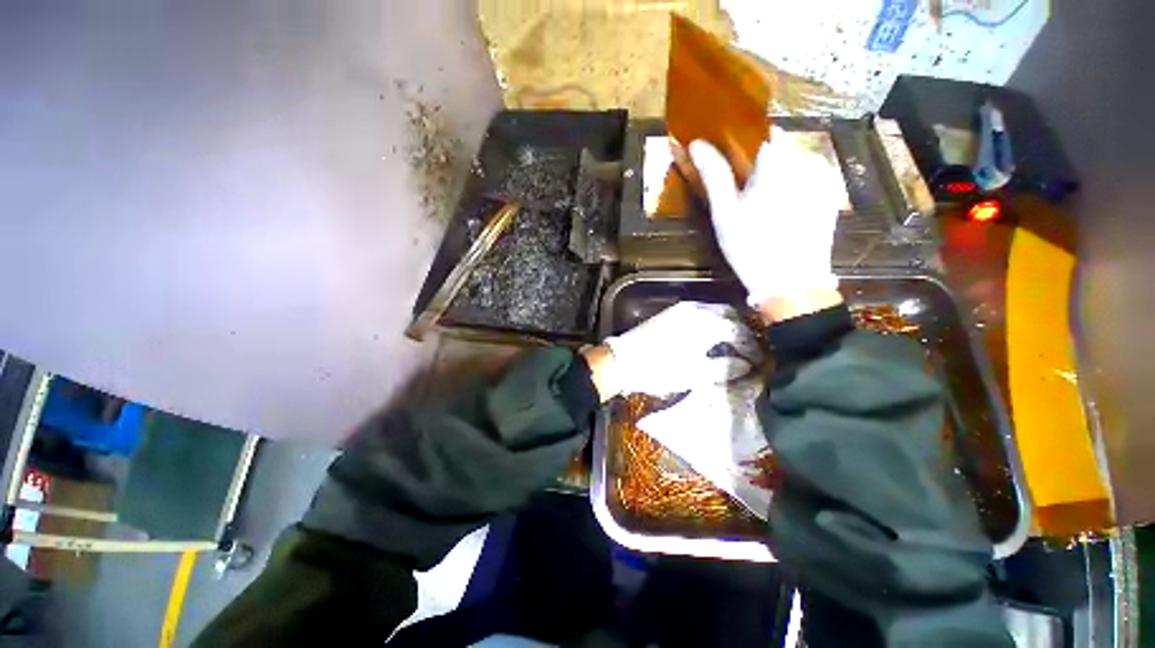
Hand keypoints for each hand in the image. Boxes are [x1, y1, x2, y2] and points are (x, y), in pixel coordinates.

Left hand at [594, 302, 758, 397]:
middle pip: (728, 314)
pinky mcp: (670, 313)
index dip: (751, 346)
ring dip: (726, 325)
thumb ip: (724, 367)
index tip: (758, 360)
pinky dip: (711, 323)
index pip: (738, 330)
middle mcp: (695, 309)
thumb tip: (746, 364)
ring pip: (713, 312)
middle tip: (747, 350)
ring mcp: (681, 309)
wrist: (621, 361)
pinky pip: (699, 313)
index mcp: (705, 322)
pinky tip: (710, 338)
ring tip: (731, 346)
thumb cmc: (659, 369)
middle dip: (740, 331)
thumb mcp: (695, 374)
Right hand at [689, 128, 845, 320]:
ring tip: (762, 208)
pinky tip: (781, 213)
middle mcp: (806, 159)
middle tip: (744, 197)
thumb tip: (697, 143)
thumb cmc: (750, 246)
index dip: (743, 148)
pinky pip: (807, 179)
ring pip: (793, 164)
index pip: (759, 135)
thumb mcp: (725, 212)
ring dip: (777, 176)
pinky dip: (793, 187)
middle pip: (778, 149)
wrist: (792, 282)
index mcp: (778, 160)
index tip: (732, 170)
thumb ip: (713, 175)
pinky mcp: (830, 195)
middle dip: (761, 165)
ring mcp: (823, 177)